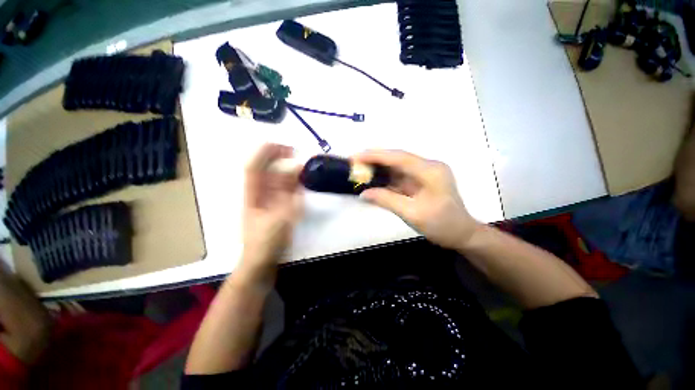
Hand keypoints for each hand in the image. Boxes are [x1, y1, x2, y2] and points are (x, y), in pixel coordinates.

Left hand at [241, 144, 302, 271]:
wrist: (261, 262)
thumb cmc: (266, 241)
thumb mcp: (280, 215)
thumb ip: (288, 191)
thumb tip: (295, 166)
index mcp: (252, 193)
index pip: (255, 165)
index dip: (267, 152)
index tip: (286, 146)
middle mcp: (257, 192)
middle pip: (264, 168)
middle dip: (278, 157)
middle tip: (296, 152)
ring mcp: (266, 198)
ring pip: (273, 177)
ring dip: (286, 168)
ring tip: (300, 164)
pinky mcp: (275, 205)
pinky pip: (282, 188)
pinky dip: (291, 182)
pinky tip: (300, 180)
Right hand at [353, 150, 480, 250]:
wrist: (461, 235)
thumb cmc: (442, 225)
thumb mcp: (412, 214)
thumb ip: (386, 200)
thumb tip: (364, 193)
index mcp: (430, 171)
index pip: (399, 157)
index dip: (376, 155)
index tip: (357, 156)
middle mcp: (428, 167)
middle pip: (397, 159)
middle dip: (375, 160)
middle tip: (355, 162)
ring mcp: (425, 174)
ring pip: (397, 167)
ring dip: (379, 169)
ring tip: (360, 170)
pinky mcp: (421, 181)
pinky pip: (400, 177)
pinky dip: (386, 179)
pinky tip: (373, 180)